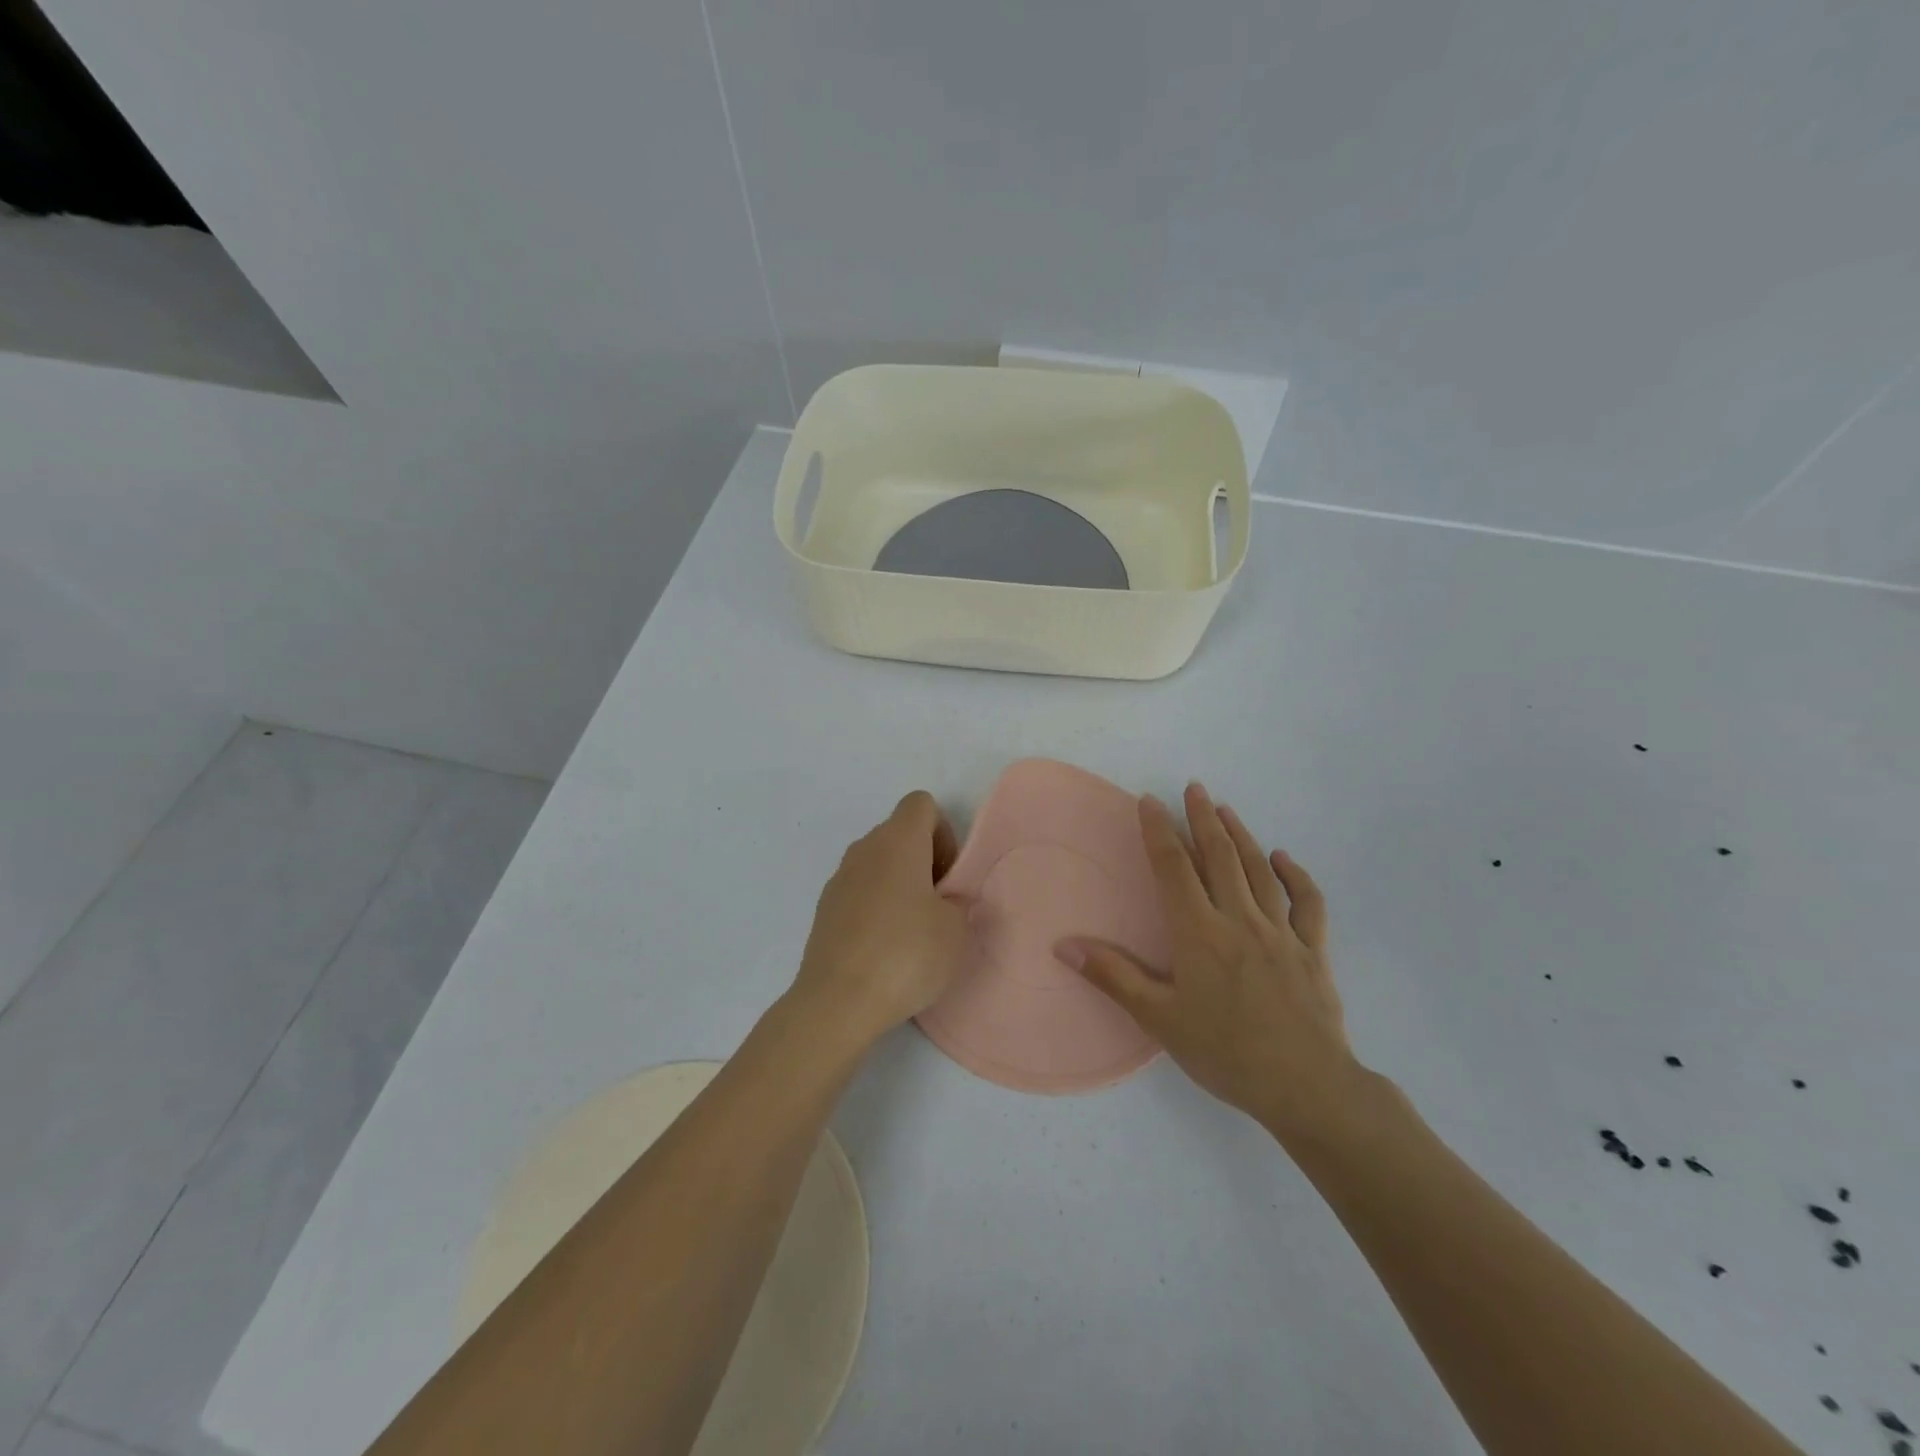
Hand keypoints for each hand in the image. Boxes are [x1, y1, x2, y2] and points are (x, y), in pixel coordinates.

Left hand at [791, 790, 969, 1047]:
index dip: (943, 833)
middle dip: (924, 861)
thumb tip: (943, 899)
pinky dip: (876, 907)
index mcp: (898, 840)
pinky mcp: (824, 910)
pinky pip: (860, 892)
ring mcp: (839, 878)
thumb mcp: (956, 928)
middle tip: (939, 906)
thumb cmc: (906, 954)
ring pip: (878, 864)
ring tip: (913, 932)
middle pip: (899, 833)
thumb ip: (958, 900)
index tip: (948, 876)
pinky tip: (885, 949)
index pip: (921, 804)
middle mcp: (864, 849)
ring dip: (899, 885)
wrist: (838, 1002)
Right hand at [1059, 783, 1362, 1139]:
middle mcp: (1240, 920)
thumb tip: (1063, 945)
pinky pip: (1306, 902)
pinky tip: (1282, 859)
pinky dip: (1294, 875)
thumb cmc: (1226, 1053)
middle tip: (1194, 788)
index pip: (1174, 868)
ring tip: (1225, 810)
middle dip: (1203, 819)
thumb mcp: (1160, 1019)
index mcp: (1200, 933)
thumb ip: (1113, 976)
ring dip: (1240, 836)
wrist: (1306, 1087)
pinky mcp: (1312, 950)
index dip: (1159, 832)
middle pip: (1220, 857)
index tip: (1149, 802)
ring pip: (1259, 871)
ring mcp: (1281, 932)